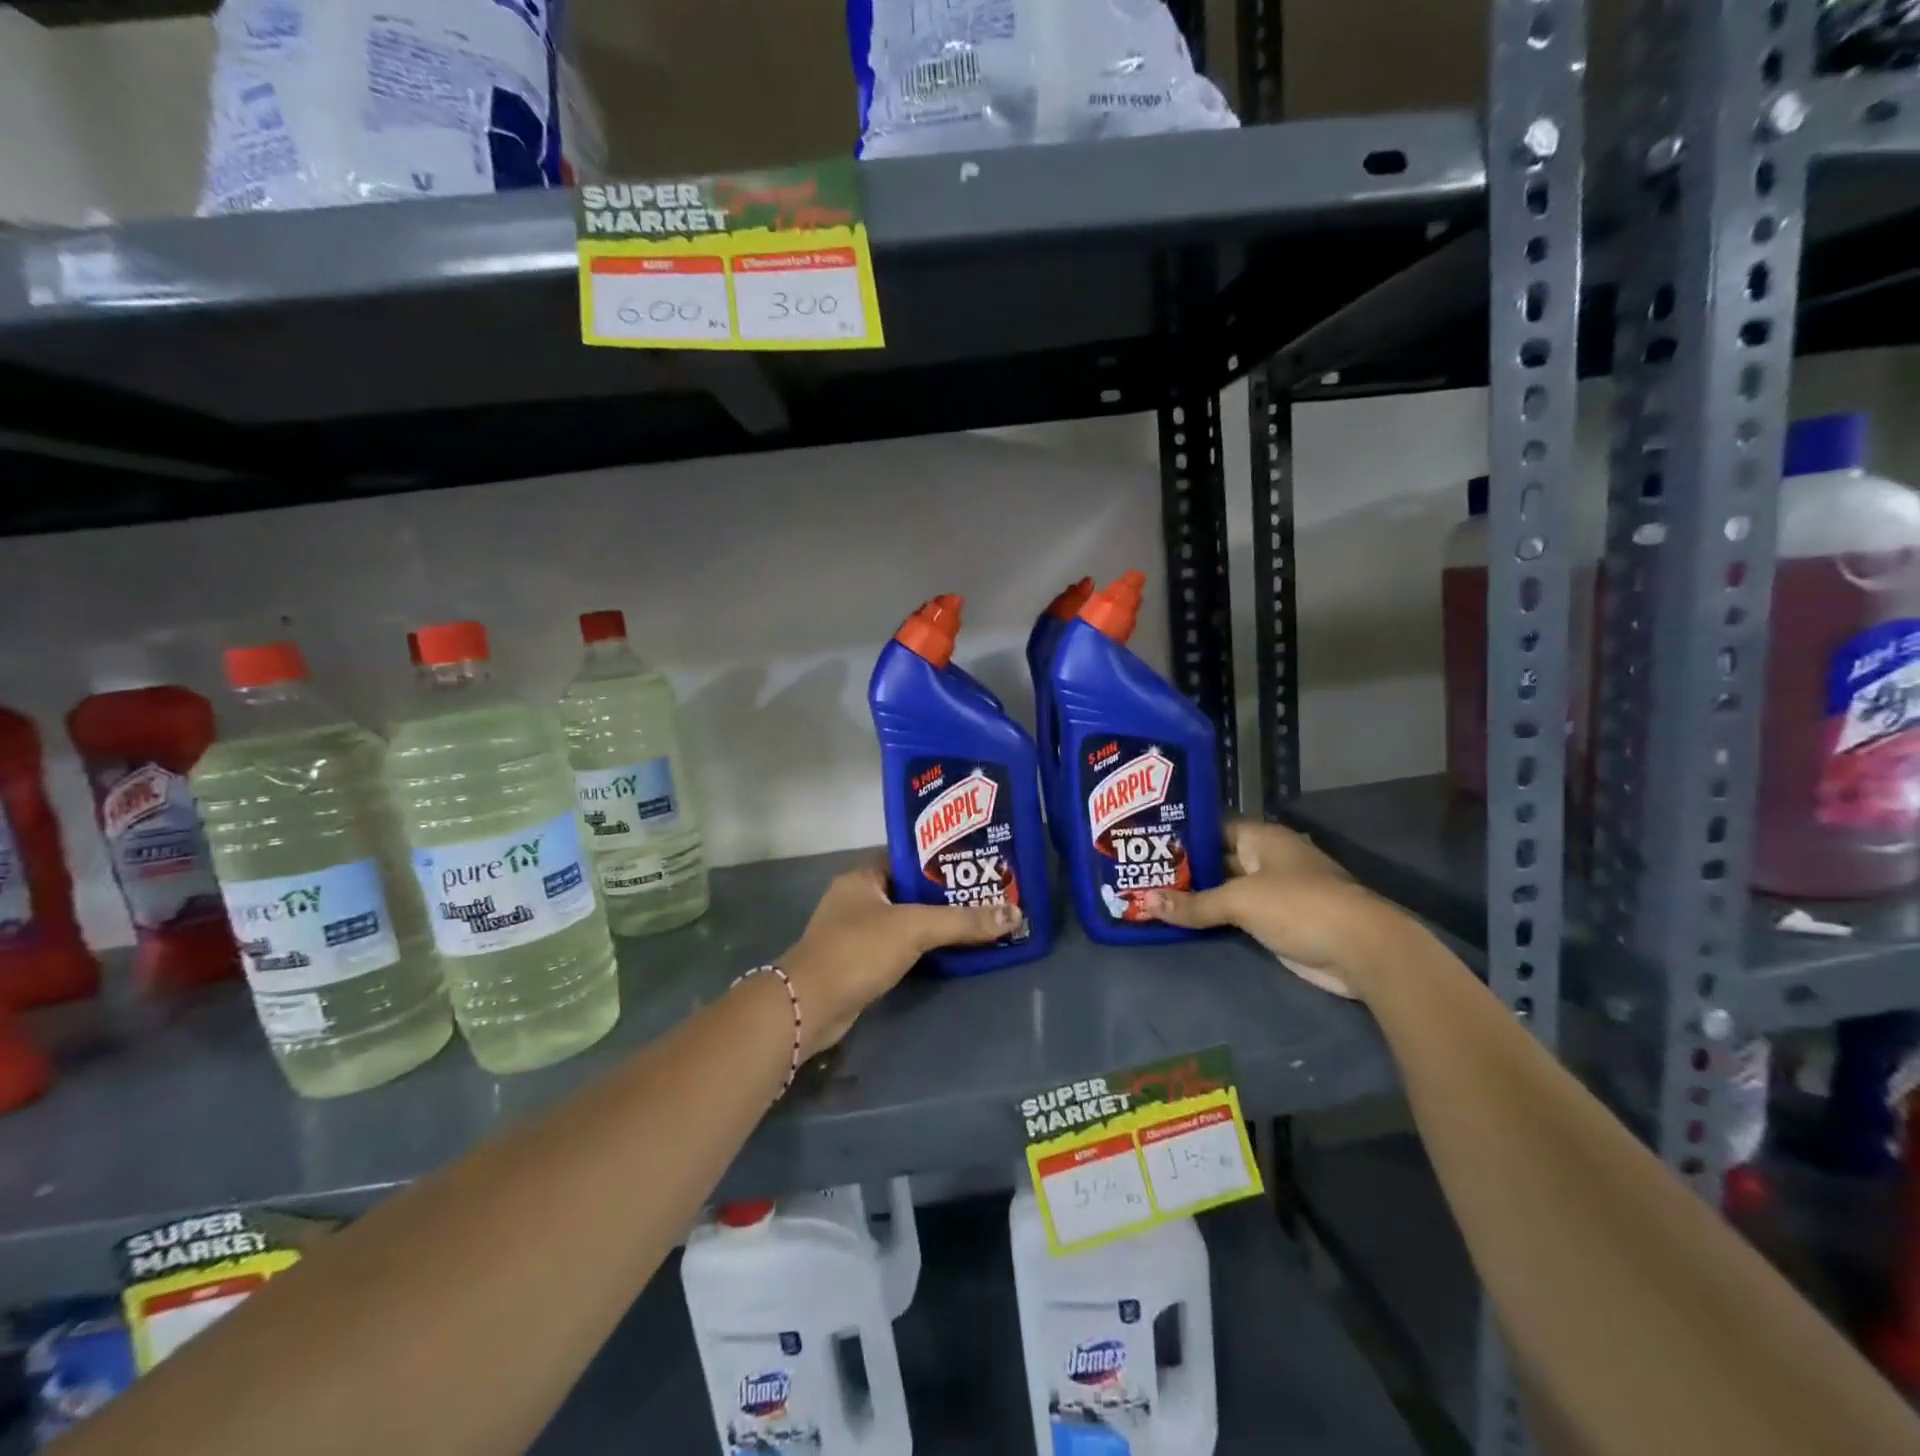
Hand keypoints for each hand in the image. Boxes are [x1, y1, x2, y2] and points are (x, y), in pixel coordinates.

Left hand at [777, 857, 1020, 1055]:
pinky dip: (921, 948)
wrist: (810, 1006)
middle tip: (986, 894)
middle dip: (944, 895)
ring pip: (904, 921)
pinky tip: (950, 952)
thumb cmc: (858, 950)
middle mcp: (856, 899)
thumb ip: (962, 921)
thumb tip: (1015, 913)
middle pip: (909, 890)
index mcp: (863, 877)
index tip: (976, 863)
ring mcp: (855, 932)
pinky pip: (898, 947)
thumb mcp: (914, 928)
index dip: (941, 860)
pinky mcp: (858, 962)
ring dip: (934, 924)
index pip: (908, 858)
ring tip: (977, 921)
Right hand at [1142, 819, 1406, 998]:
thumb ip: (1193, 904)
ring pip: (1224, 889)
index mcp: (1261, 838)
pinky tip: (1180, 920)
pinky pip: (1235, 915)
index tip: (1145, 840)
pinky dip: (1212, 918)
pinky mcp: (1276, 922)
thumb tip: (1145, 902)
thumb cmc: (1299, 906)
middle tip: (1138, 872)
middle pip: (1216, 859)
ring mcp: (1272, 892)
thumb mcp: (1240, 901)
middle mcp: (1265, 859)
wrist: (1362, 951)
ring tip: (1148, 895)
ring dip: (1195, 896)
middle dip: (1182, 868)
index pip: (1212, 827)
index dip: (1181, 833)